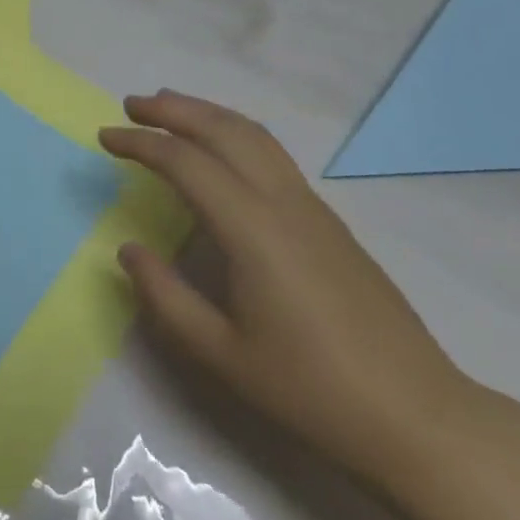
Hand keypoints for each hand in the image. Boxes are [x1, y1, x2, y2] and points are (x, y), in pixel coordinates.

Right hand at [101, 92, 473, 485]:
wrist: (415, 414)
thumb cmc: (310, 390)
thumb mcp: (222, 355)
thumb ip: (166, 298)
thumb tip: (128, 249)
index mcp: (252, 228)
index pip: (186, 162)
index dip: (140, 143)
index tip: (105, 138)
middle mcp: (282, 201)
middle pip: (223, 129)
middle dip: (173, 109)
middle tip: (131, 105)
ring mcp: (311, 206)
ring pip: (254, 135)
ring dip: (207, 113)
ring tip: (170, 109)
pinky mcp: (328, 220)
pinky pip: (272, 154)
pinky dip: (234, 133)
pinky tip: (221, 152)